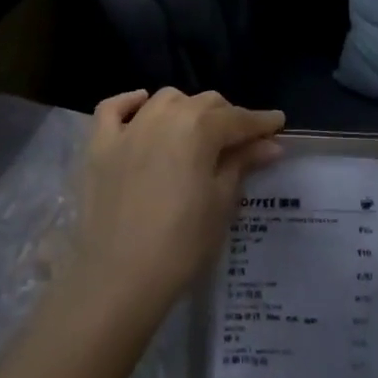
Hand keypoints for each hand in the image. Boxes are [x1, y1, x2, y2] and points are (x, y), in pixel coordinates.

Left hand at [64, 88, 284, 324]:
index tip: (277, 123)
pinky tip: (141, 105)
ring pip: (165, 99)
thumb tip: (269, 144)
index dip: (261, 122)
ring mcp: (129, 128)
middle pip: (204, 103)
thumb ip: (242, 165)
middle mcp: (165, 115)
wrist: (118, 278)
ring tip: (196, 130)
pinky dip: (130, 103)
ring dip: (186, 108)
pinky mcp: (99, 145)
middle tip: (241, 140)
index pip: (239, 118)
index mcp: (199, 128)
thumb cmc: (181, 244)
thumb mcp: (221, 204)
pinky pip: (113, 109)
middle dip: (227, 116)